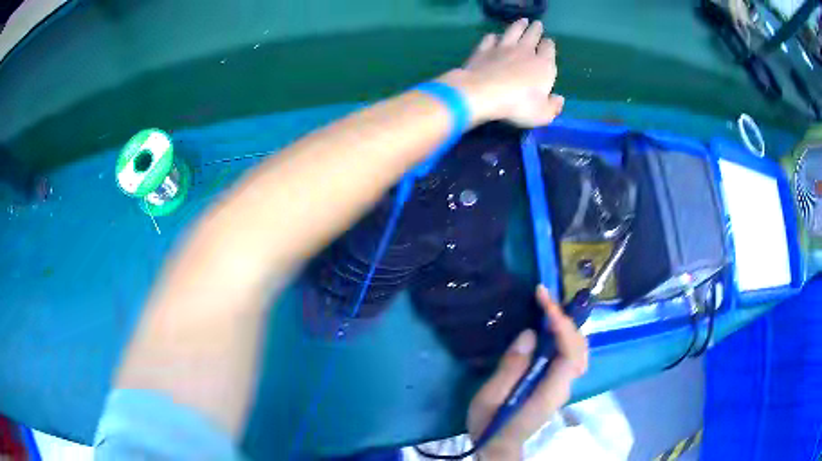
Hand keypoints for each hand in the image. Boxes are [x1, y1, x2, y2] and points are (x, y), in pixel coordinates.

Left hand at [439, 19, 563, 127]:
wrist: (483, 93)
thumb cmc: (518, 105)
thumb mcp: (542, 114)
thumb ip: (552, 107)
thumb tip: (559, 99)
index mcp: (543, 66)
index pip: (549, 50)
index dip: (549, 45)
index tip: (548, 42)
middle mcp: (525, 52)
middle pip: (532, 36)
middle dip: (536, 29)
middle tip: (537, 24)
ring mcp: (503, 48)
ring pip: (513, 31)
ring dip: (518, 25)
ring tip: (522, 21)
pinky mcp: (484, 50)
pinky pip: (490, 39)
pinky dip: (493, 36)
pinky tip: (493, 36)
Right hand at [467, 286, 587, 459]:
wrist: (499, 447)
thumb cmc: (491, 424)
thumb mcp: (490, 397)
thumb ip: (511, 367)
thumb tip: (530, 334)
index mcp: (550, 390)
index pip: (569, 351)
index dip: (561, 323)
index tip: (544, 301)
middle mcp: (565, 386)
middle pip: (580, 347)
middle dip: (566, 319)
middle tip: (544, 300)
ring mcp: (564, 386)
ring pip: (579, 350)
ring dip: (568, 326)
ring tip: (548, 309)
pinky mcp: (558, 385)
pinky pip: (570, 355)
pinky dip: (565, 336)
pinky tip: (551, 329)